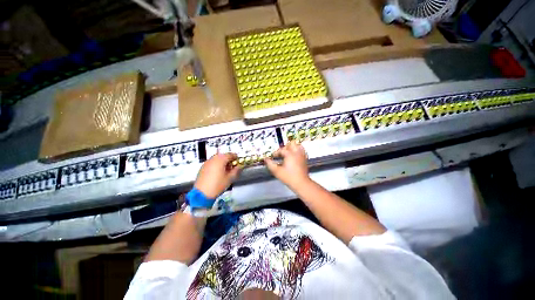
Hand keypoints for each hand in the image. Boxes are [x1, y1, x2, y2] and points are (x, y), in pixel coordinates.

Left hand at [194, 153, 241, 198]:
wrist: (202, 193)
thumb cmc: (216, 186)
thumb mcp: (229, 179)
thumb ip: (236, 171)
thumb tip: (238, 167)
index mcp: (220, 159)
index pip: (230, 154)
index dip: (235, 157)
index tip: (238, 161)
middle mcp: (213, 159)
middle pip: (223, 156)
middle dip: (228, 160)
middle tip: (232, 167)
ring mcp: (207, 163)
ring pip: (216, 159)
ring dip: (222, 163)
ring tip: (225, 172)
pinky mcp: (202, 167)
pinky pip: (211, 163)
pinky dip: (216, 166)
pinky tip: (217, 174)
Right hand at [264, 141, 310, 189]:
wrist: (301, 183)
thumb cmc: (288, 177)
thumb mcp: (276, 171)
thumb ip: (270, 164)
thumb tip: (266, 159)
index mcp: (289, 154)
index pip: (282, 150)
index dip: (276, 153)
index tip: (273, 157)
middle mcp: (297, 153)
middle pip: (292, 144)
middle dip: (286, 147)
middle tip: (281, 154)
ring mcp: (302, 156)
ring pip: (298, 146)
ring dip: (293, 148)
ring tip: (288, 154)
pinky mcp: (305, 160)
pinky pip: (302, 151)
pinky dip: (297, 152)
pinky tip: (294, 157)